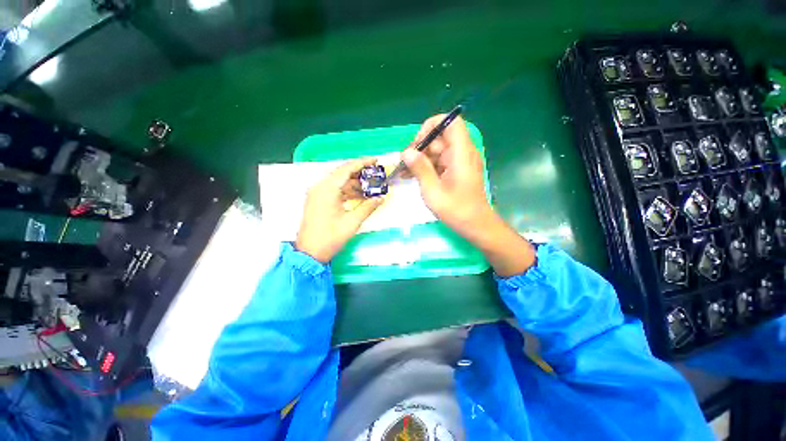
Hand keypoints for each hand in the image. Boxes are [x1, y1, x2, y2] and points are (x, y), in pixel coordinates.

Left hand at [295, 158, 384, 262]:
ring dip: (354, 184)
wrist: (309, 253)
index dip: (362, 163)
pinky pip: (334, 190)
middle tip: (375, 175)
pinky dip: (346, 191)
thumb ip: (367, 207)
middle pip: (342, 173)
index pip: (346, 169)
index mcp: (327, 189)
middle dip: (359, 174)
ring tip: (370, 188)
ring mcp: (317, 193)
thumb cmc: (330, 238)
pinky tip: (358, 196)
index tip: (376, 161)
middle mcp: (319, 187)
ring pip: (338, 182)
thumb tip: (381, 198)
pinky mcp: (317, 200)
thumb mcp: (352, 222)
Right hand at [402, 114, 493, 238]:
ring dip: (420, 159)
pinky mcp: (456, 170)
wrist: (474, 225)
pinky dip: (426, 167)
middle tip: (404, 163)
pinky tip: (411, 176)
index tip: (418, 143)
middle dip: (420, 147)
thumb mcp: (432, 190)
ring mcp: (459, 162)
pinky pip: (439, 162)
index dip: (432, 126)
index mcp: (461, 153)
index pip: (450, 122)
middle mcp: (462, 153)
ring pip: (437, 151)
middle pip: (439, 138)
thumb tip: (406, 152)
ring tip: (404, 172)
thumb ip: (420, 168)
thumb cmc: (455, 209)